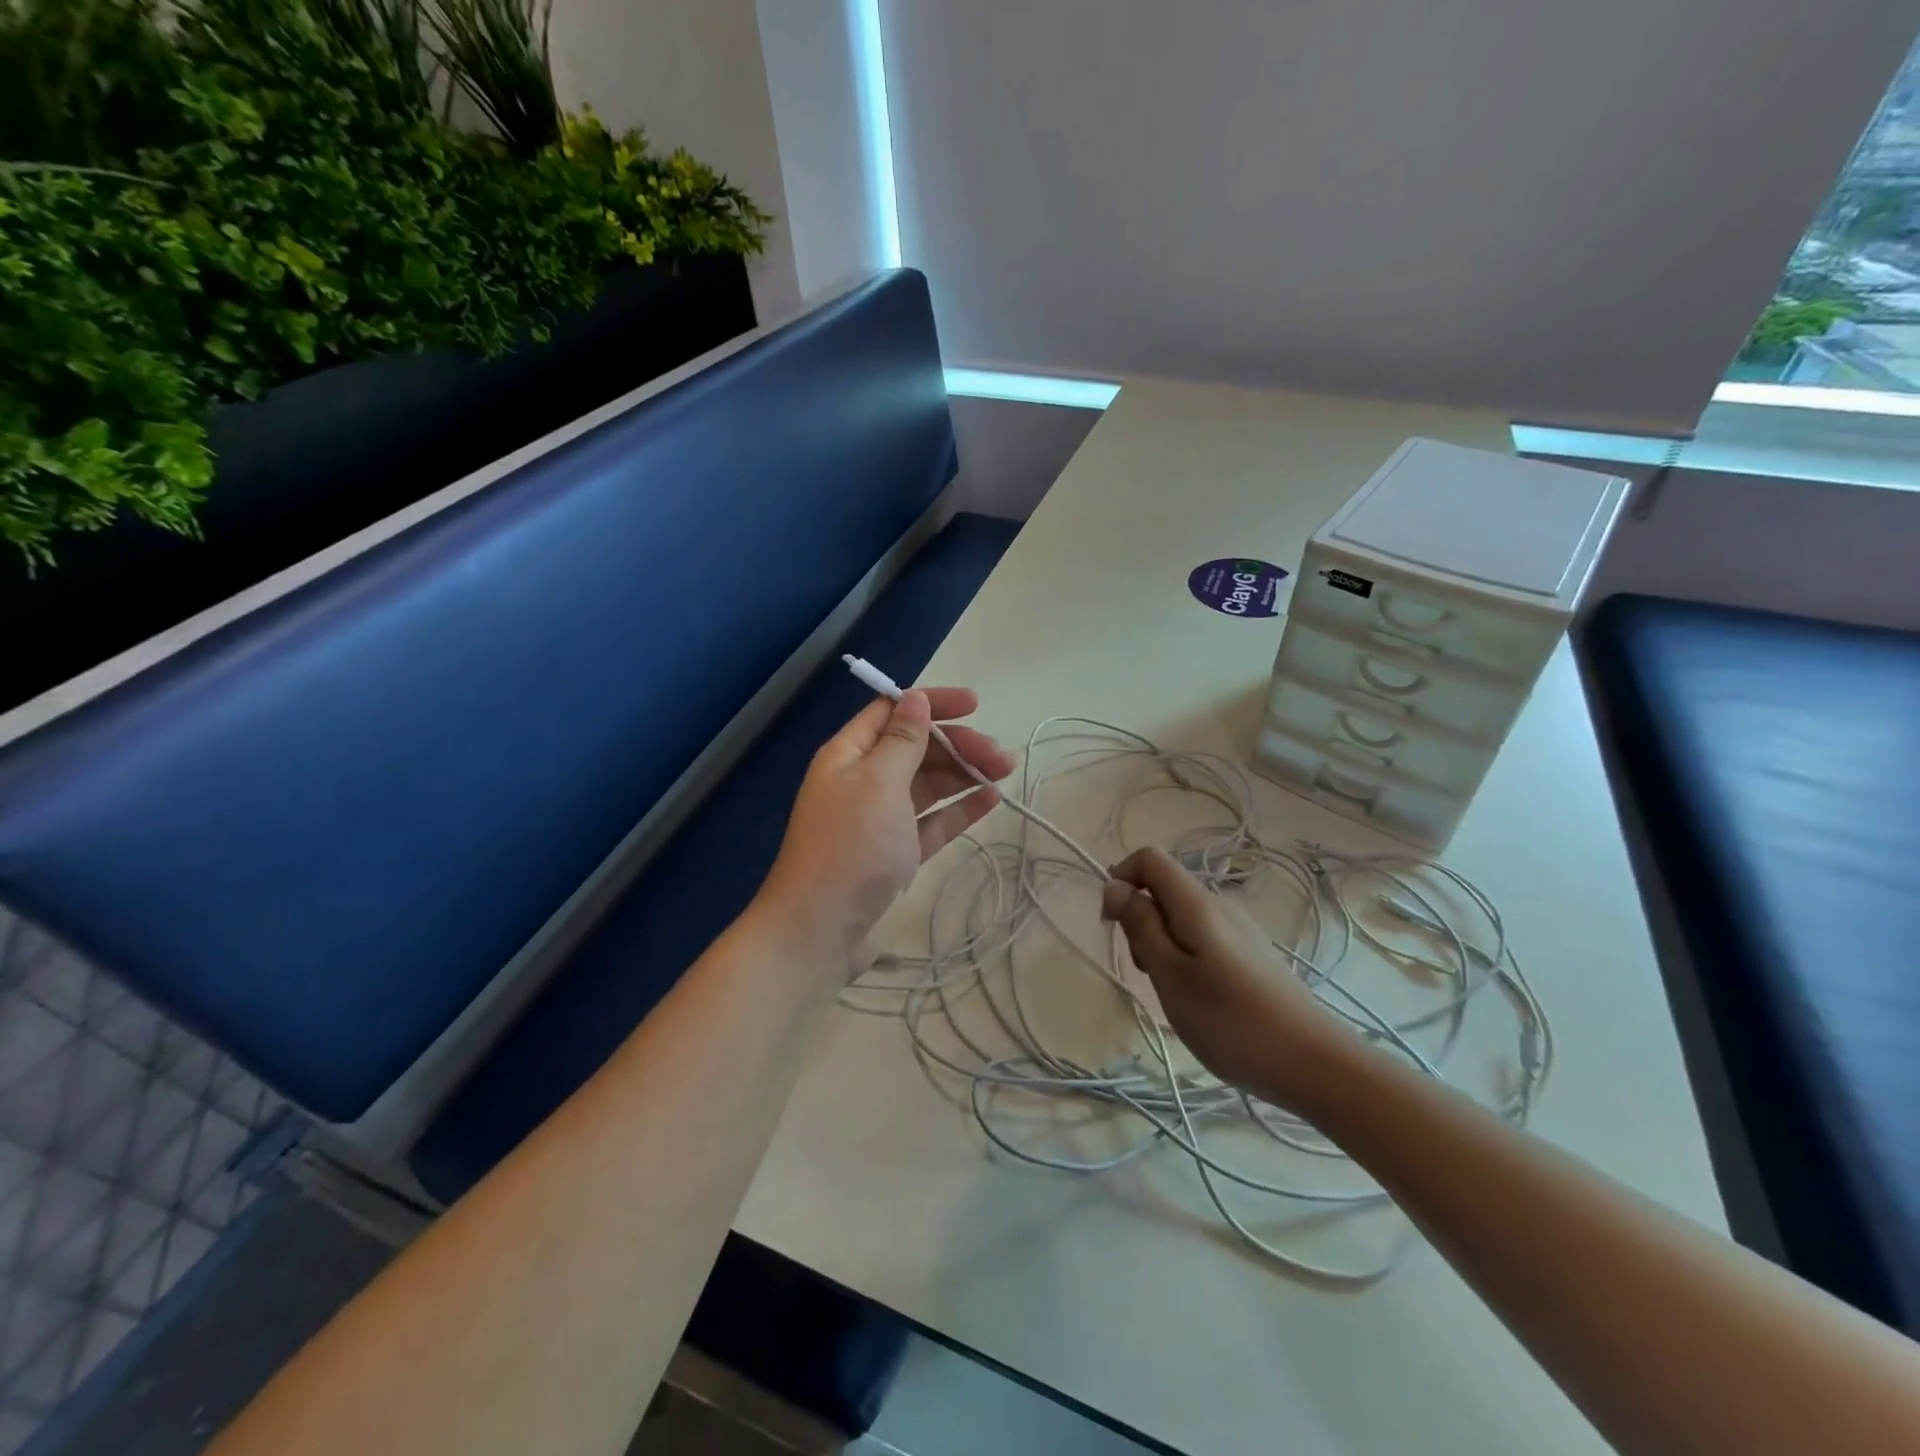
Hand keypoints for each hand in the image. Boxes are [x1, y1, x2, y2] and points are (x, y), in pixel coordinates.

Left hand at [760, 687, 1014, 964]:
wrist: (821, 931)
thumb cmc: (851, 846)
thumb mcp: (878, 782)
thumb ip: (903, 740)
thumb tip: (915, 698)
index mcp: (849, 755)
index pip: (892, 713)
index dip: (932, 704)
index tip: (975, 705)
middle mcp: (863, 781)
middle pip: (916, 749)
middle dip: (957, 744)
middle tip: (999, 755)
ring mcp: (880, 819)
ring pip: (928, 784)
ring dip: (964, 774)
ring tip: (1004, 772)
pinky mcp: (896, 853)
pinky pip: (932, 821)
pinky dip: (958, 809)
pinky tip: (990, 800)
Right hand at [1101, 848, 1355, 1110]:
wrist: (1314, 1064)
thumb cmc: (1230, 1020)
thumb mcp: (1169, 974)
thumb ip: (1140, 925)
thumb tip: (1115, 885)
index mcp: (1197, 902)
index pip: (1149, 858)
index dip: (1122, 879)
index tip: (1112, 924)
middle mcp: (1220, 904)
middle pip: (1164, 889)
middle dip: (1141, 920)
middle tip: (1147, 971)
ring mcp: (1240, 929)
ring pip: (1182, 917)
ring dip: (1162, 943)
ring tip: (1173, 992)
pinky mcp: (1252, 953)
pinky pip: (1204, 937)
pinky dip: (1186, 957)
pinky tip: (1200, 999)